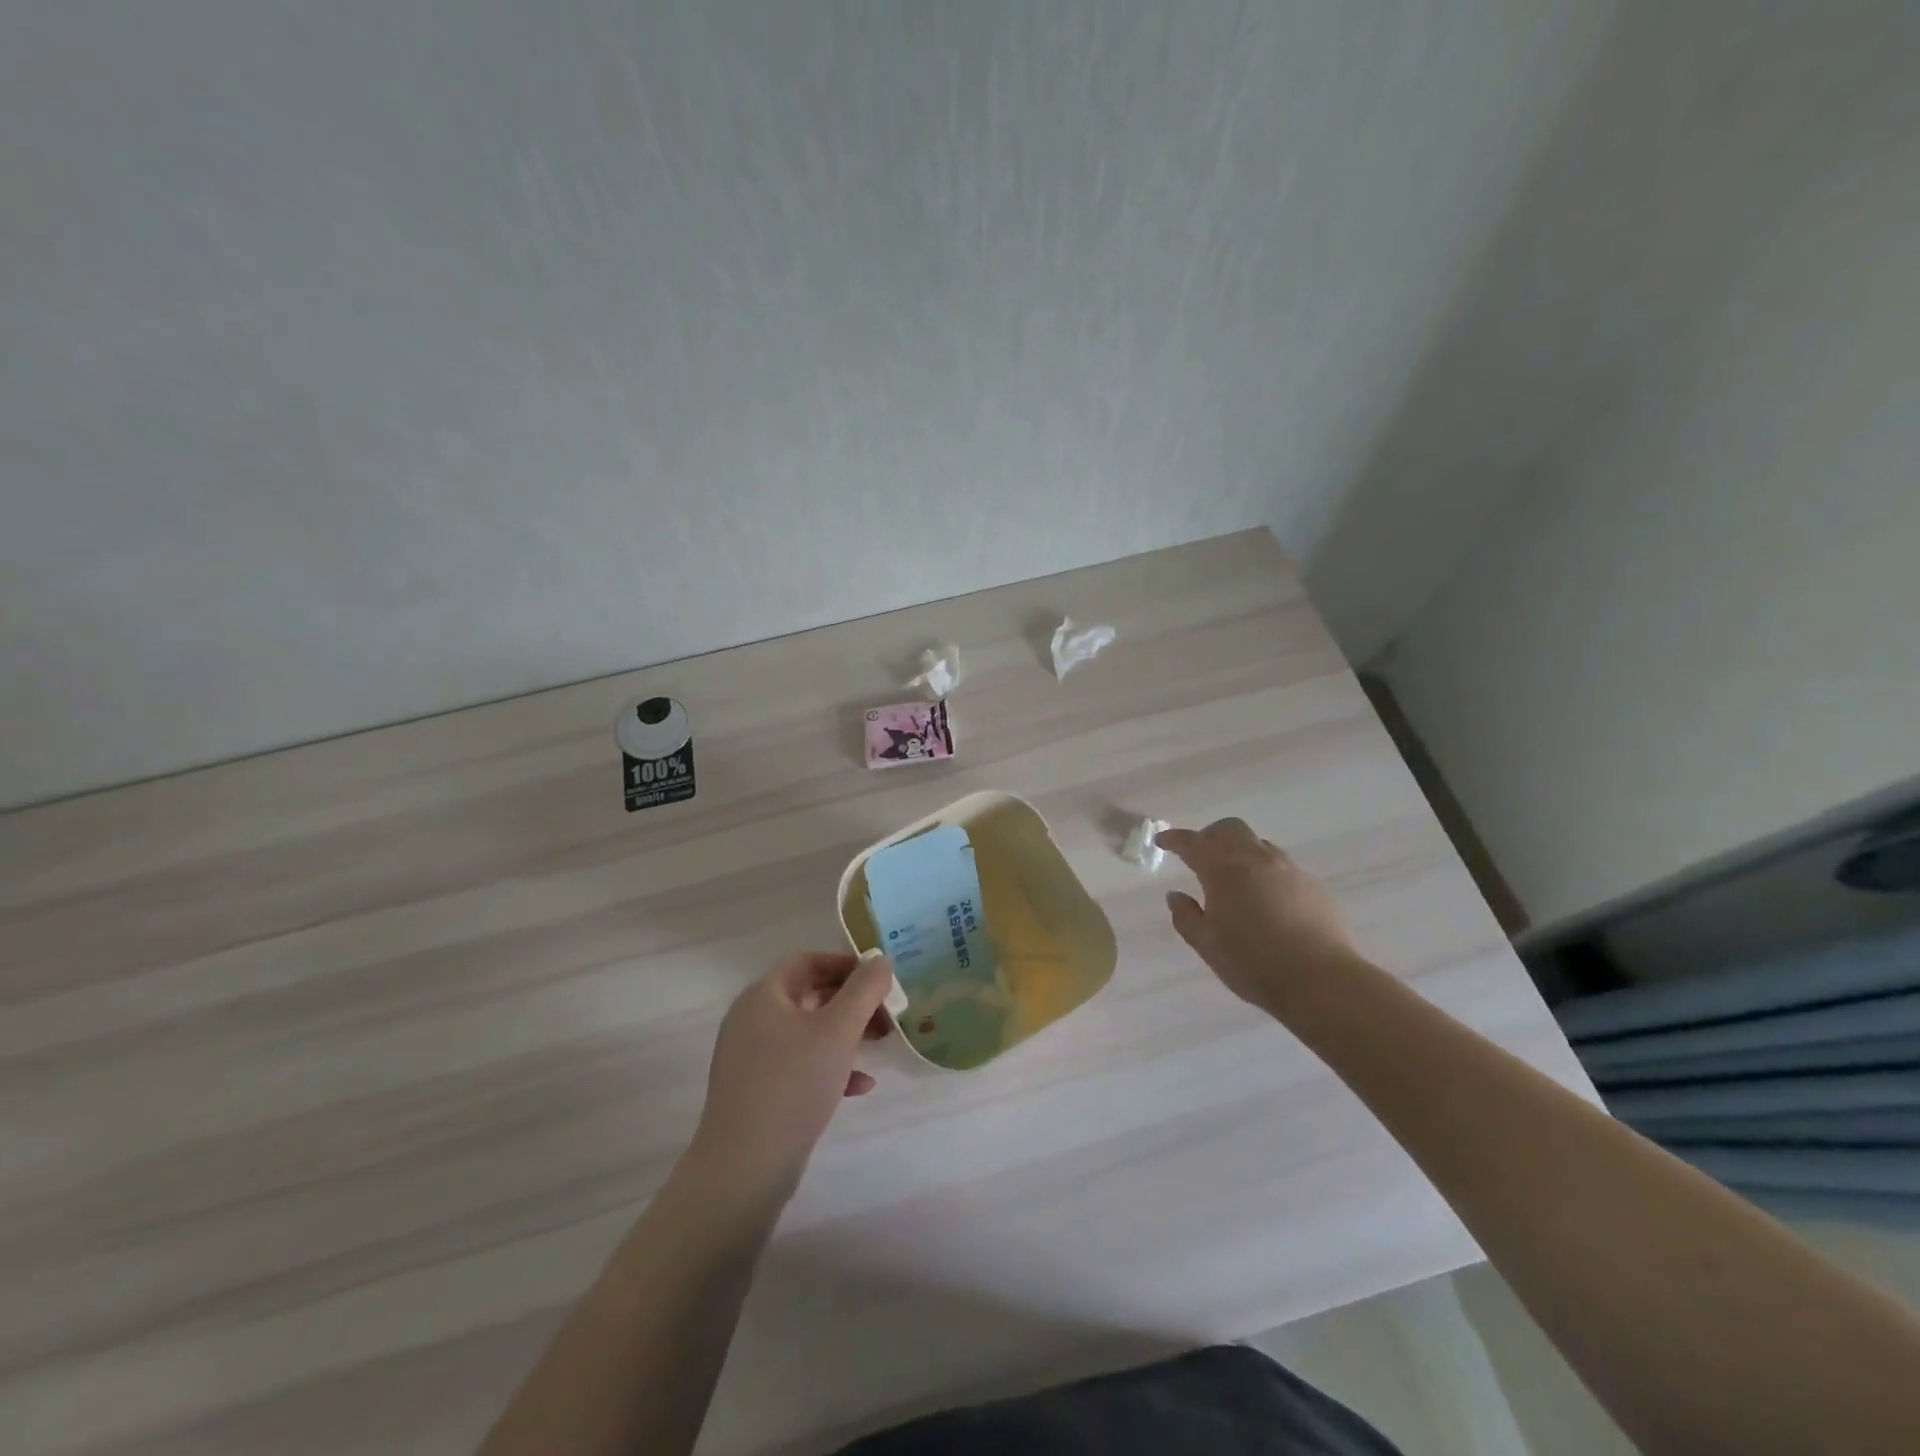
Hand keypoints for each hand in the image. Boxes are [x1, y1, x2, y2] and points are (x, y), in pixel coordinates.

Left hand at [687, 951, 893, 1199]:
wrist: (744, 1168)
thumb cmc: (794, 1084)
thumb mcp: (839, 1030)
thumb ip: (864, 989)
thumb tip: (879, 959)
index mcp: (763, 995)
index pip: (807, 961)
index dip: (845, 963)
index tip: (878, 977)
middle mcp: (752, 1019)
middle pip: (809, 995)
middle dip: (852, 1001)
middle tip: (887, 1013)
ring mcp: (752, 1057)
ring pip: (807, 1031)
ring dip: (846, 1033)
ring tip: (881, 1044)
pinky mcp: (758, 1091)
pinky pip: (799, 1064)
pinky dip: (830, 1065)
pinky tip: (860, 1086)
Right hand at [1156, 819, 1358, 1011]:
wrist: (1321, 981)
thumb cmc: (1253, 963)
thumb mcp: (1207, 945)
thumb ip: (1186, 916)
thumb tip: (1175, 895)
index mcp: (1224, 870)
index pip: (1193, 843)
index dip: (1175, 839)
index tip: (1162, 841)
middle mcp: (1256, 860)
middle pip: (1230, 829)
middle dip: (1210, 836)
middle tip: (1199, 855)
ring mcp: (1288, 870)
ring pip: (1258, 844)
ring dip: (1240, 851)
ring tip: (1233, 878)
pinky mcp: (1313, 886)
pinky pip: (1282, 866)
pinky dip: (1265, 871)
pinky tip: (1266, 898)